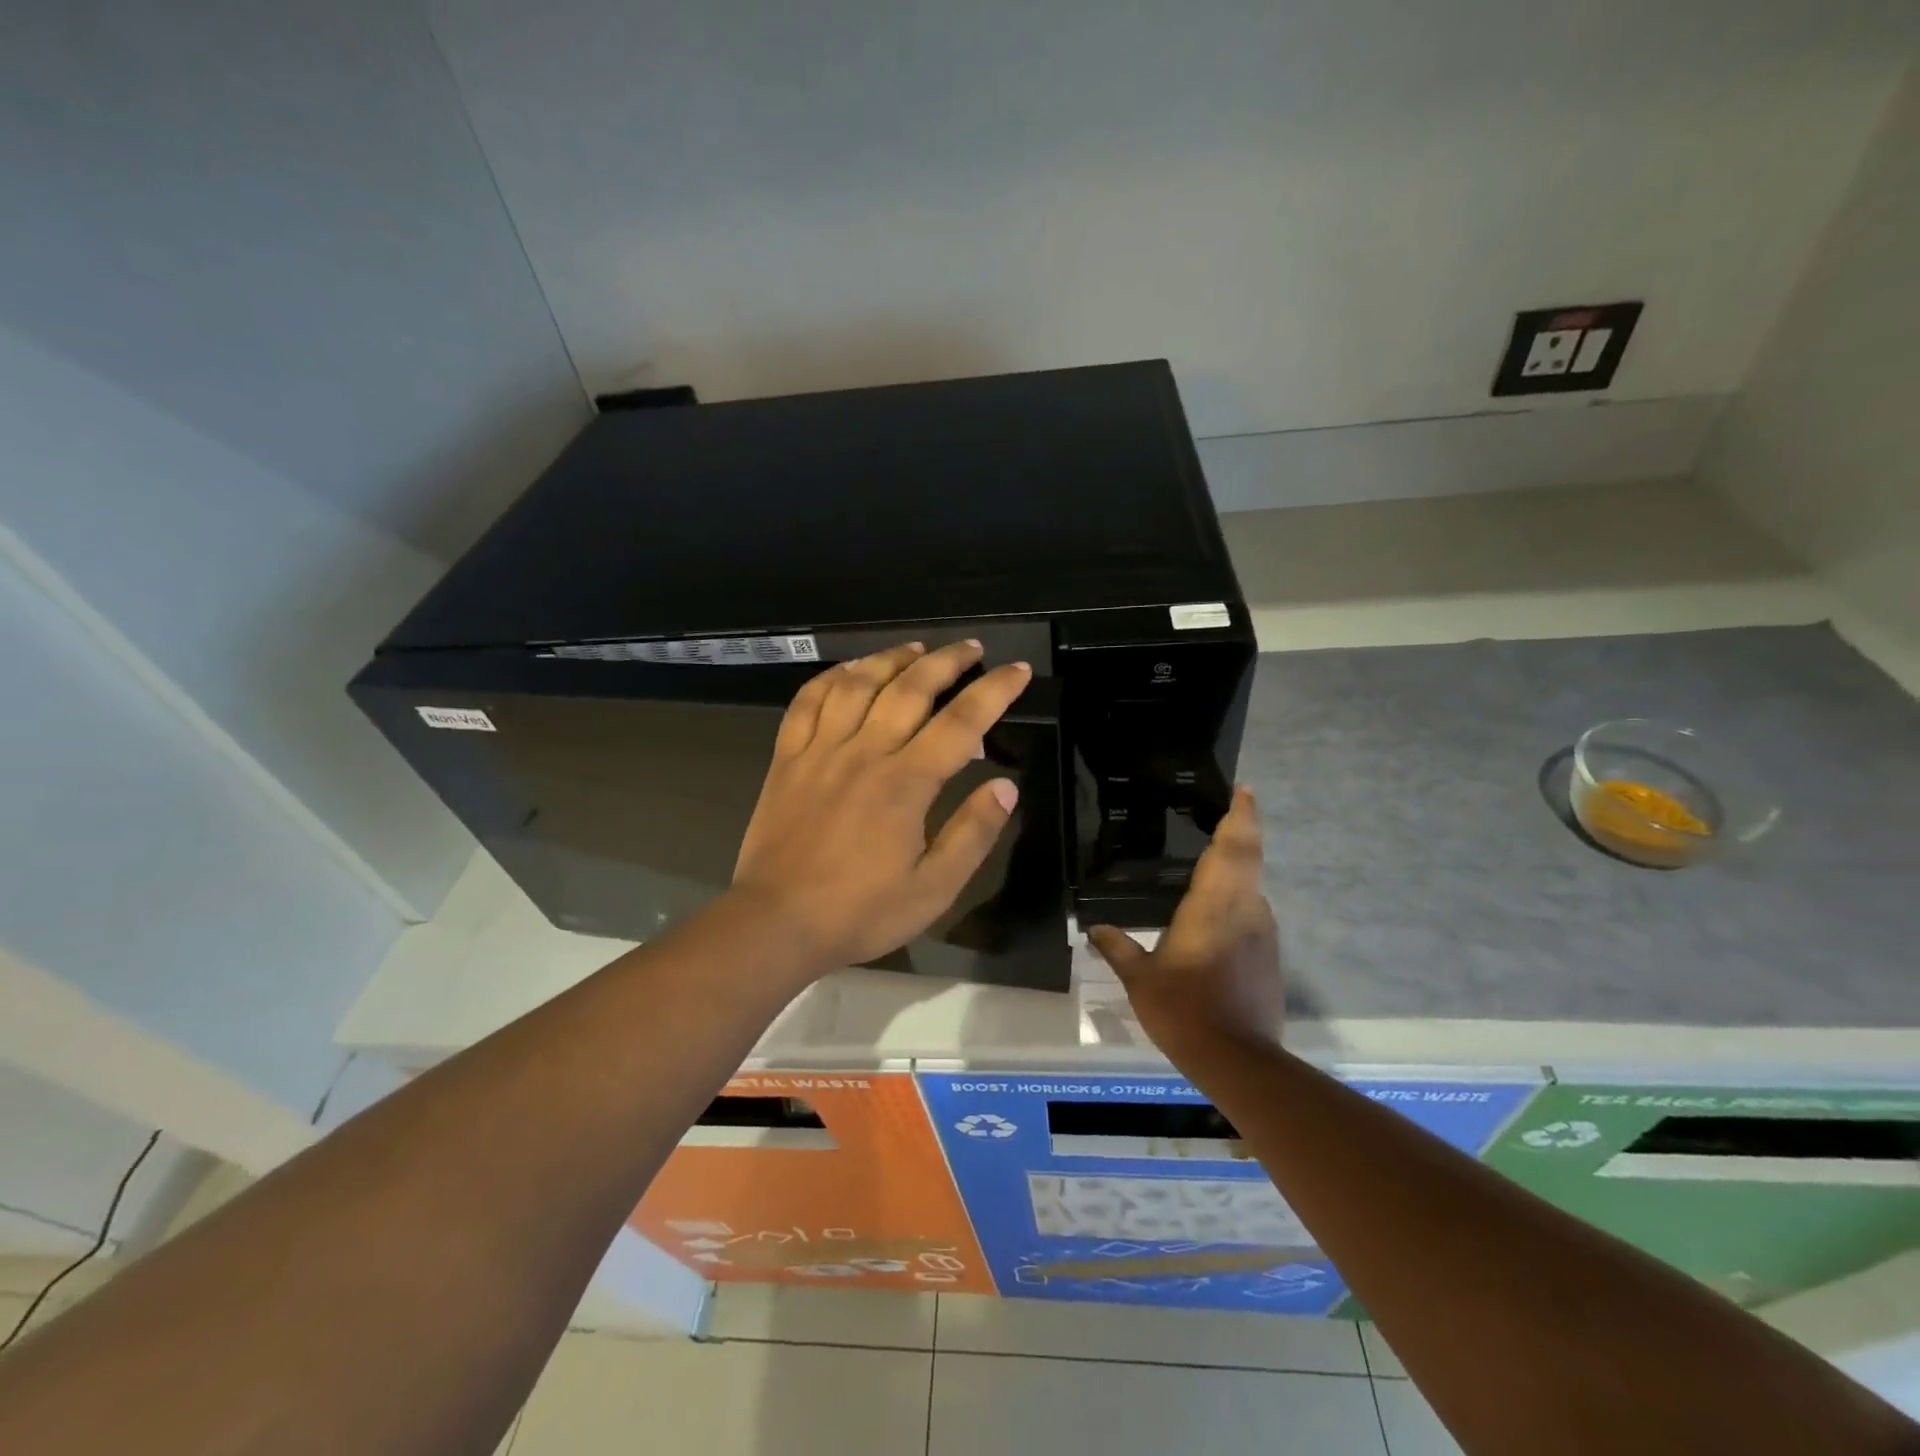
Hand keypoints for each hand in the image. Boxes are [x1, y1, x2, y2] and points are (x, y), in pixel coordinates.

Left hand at [730, 639, 1033, 968]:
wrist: (776, 922)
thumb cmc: (860, 911)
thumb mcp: (933, 889)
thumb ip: (972, 834)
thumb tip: (1006, 787)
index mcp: (906, 783)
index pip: (961, 722)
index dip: (994, 691)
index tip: (1017, 670)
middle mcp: (865, 753)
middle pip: (911, 688)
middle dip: (947, 661)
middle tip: (972, 647)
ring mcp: (821, 751)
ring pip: (859, 685)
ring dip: (891, 658)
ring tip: (916, 647)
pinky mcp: (787, 759)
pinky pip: (807, 702)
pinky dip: (830, 678)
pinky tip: (848, 671)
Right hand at [1087, 787, 1282, 1056]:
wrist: (1239, 1060)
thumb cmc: (1185, 1009)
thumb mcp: (1141, 979)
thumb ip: (1119, 948)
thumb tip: (1095, 928)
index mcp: (1214, 904)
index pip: (1234, 847)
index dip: (1241, 815)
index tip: (1244, 790)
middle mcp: (1246, 909)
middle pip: (1250, 857)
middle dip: (1242, 829)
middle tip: (1228, 810)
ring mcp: (1263, 932)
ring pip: (1252, 885)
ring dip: (1238, 867)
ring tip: (1210, 860)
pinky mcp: (1269, 954)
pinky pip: (1252, 911)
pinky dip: (1237, 899)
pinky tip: (1214, 913)